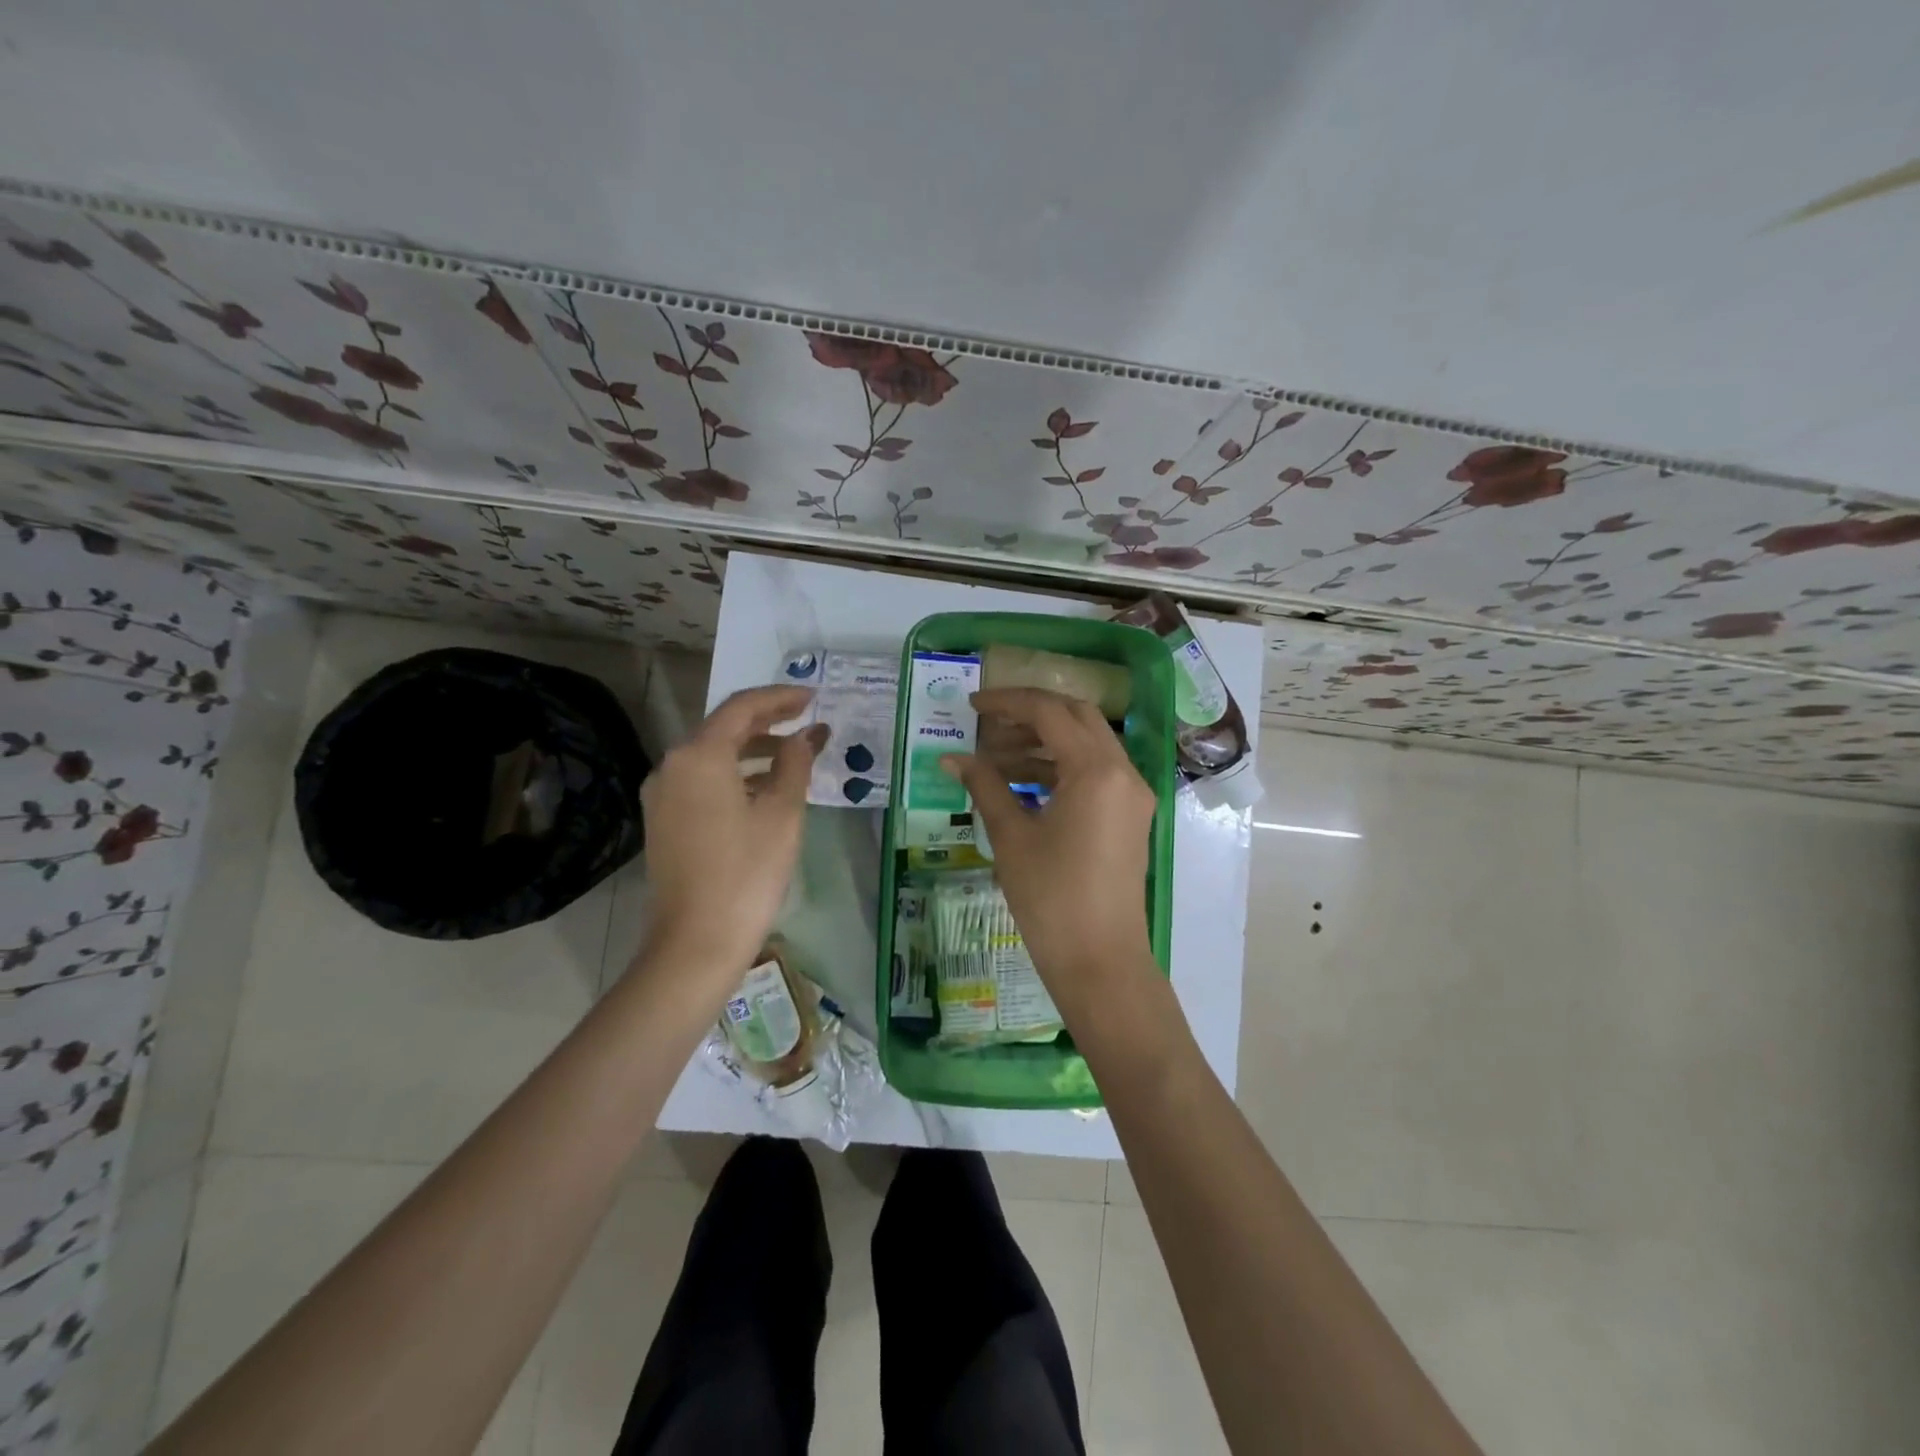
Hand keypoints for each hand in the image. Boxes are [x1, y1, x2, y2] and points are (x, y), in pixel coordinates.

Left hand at [636, 685, 825, 978]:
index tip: (813, 697)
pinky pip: (702, 781)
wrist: (696, 942)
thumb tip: (805, 735)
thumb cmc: (747, 873)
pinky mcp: (664, 820)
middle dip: (768, 721)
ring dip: (753, 749)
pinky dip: (735, 775)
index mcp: (699, 756)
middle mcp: (672, 766)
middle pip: (723, 728)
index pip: (743, 708)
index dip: (780, 698)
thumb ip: (795, 763)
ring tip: (794, 754)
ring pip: (712, 756)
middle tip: (806, 719)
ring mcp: (663, 795)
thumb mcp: (783, 813)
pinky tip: (764, 788)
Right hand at [942, 688, 1157, 998]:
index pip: (1050, 712)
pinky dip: (1059, 769)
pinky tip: (1020, 784)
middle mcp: (1123, 771)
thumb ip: (984, 786)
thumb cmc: (1050, 898)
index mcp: (1096, 770)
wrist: (1099, 960)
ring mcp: (1132, 794)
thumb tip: (951, 758)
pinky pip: (1094, 773)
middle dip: (1029, 715)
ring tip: (993, 761)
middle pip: (1075, 718)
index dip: (1007, 703)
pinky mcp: (1130, 815)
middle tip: (987, 727)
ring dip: (1042, 744)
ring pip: (1086, 745)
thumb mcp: (1011, 836)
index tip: (972, 706)